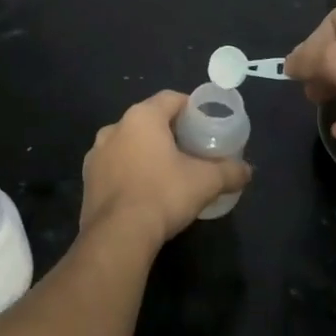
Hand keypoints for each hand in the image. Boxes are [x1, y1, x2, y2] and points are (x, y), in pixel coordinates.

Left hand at [79, 91, 251, 249]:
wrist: (118, 236)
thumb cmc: (163, 195)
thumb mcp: (206, 182)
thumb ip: (230, 171)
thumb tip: (247, 171)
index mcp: (142, 117)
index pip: (171, 98)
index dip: (191, 108)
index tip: (206, 124)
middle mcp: (114, 127)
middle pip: (149, 120)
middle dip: (170, 132)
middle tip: (191, 150)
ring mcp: (96, 155)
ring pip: (129, 144)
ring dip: (146, 152)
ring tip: (168, 172)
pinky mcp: (87, 180)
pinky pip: (115, 167)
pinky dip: (130, 172)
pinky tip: (145, 192)